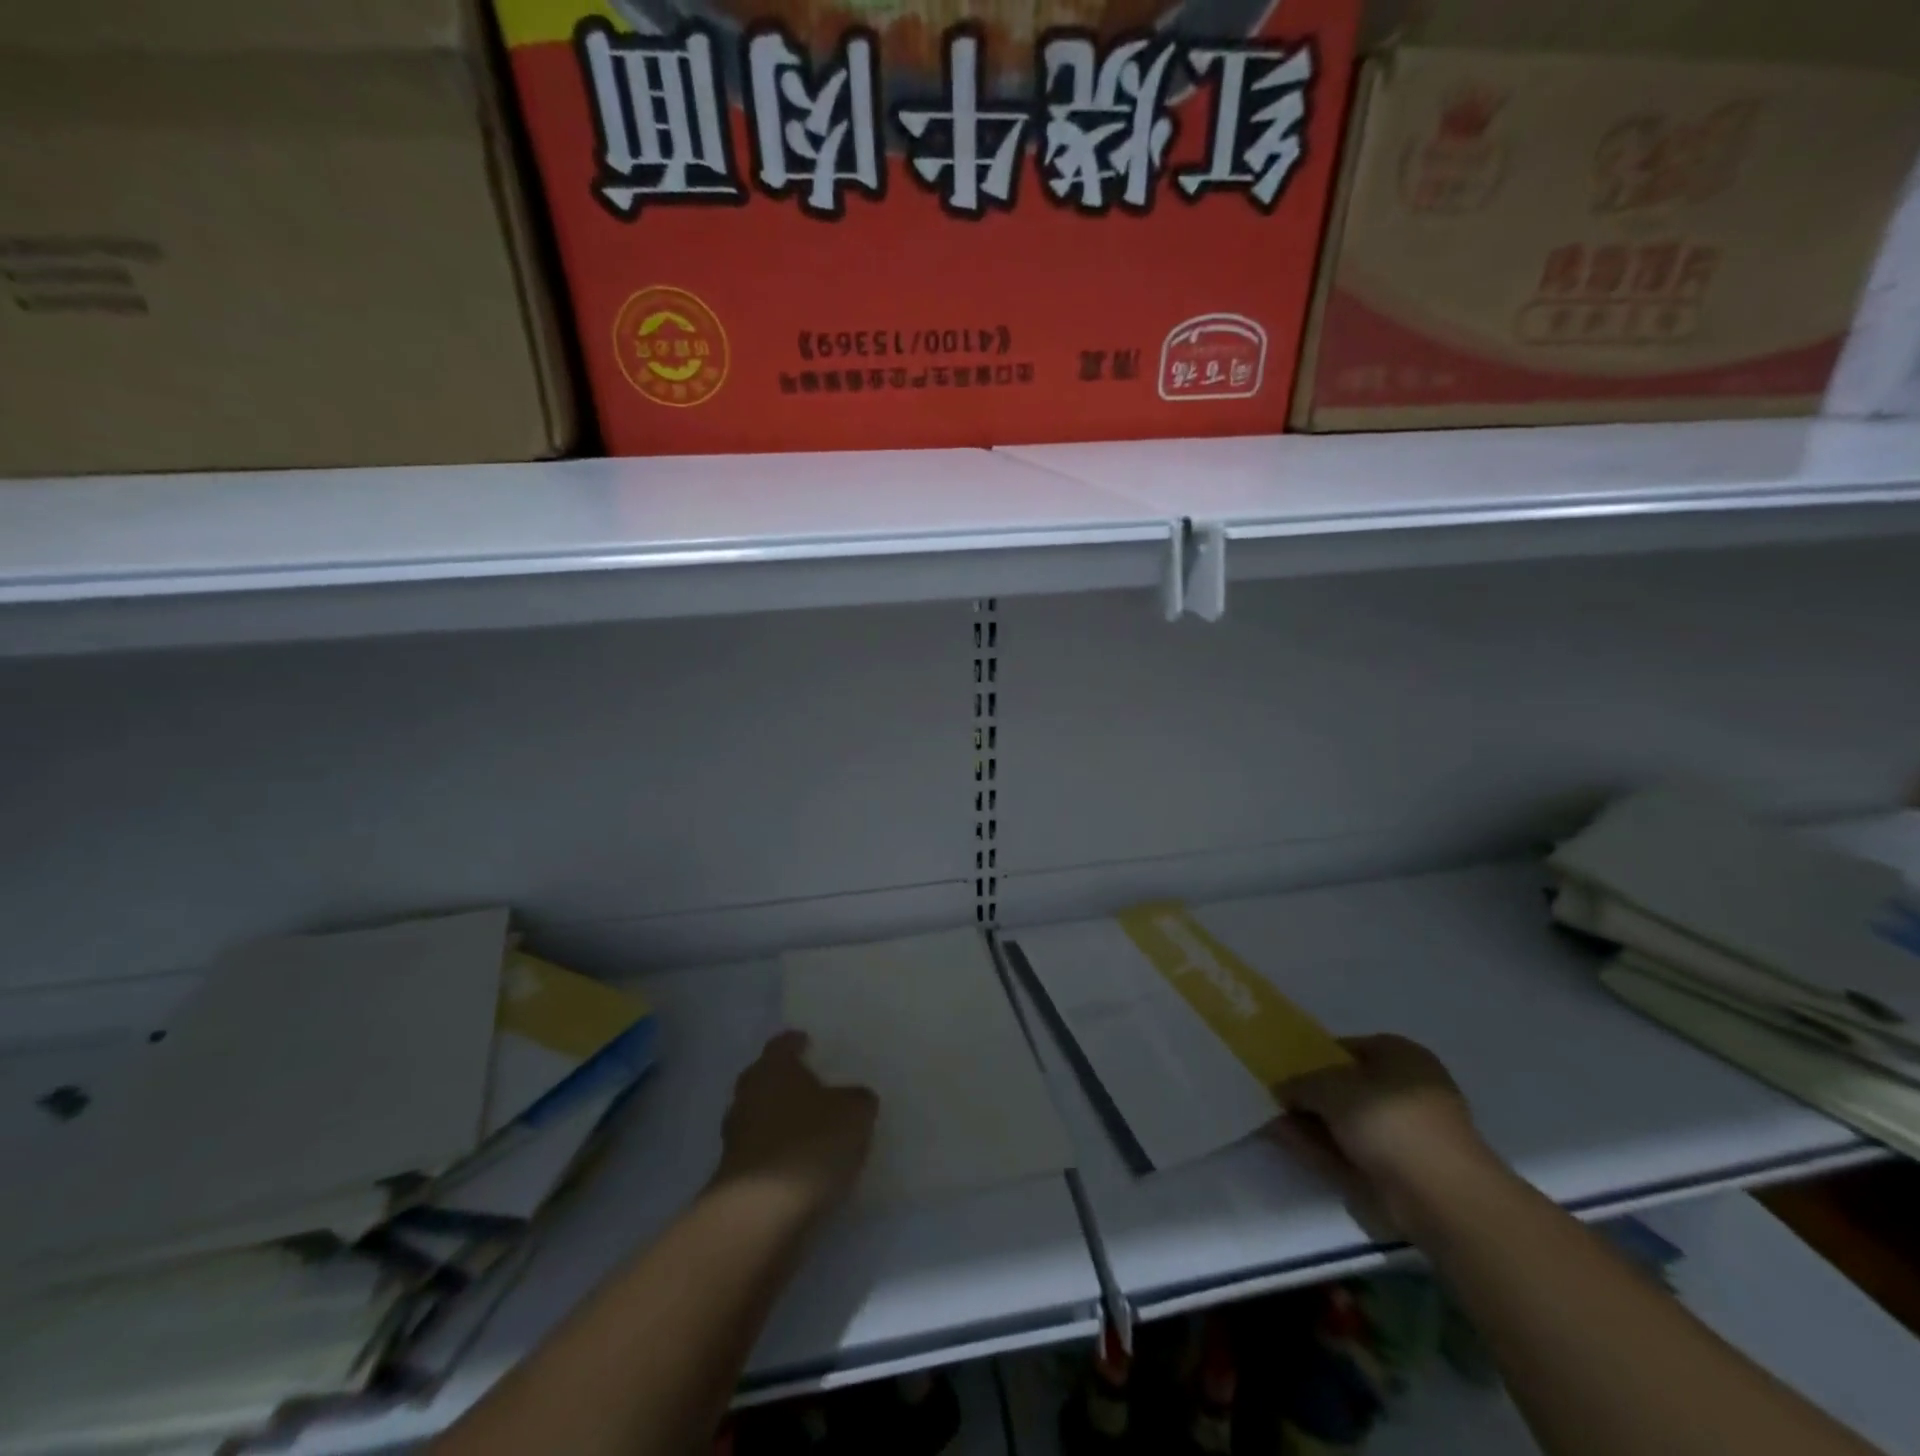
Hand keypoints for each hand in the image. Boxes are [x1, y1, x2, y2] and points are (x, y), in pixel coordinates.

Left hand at [713, 1031, 877, 1221]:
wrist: (761, 1217)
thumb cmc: (809, 1145)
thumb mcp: (855, 1113)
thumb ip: (857, 1099)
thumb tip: (855, 1098)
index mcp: (773, 1068)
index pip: (783, 1043)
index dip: (798, 1042)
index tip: (811, 1044)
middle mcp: (748, 1095)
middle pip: (766, 1079)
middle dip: (787, 1082)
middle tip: (815, 1087)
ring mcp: (735, 1138)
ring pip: (761, 1117)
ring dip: (781, 1121)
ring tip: (812, 1130)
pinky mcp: (734, 1178)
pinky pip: (761, 1154)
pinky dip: (778, 1156)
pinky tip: (801, 1166)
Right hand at [1268, 1034, 1500, 1237]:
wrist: (1441, 1197)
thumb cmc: (1389, 1120)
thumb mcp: (1331, 1086)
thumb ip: (1300, 1081)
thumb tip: (1280, 1086)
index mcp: (1400, 1055)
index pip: (1346, 1048)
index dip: (1312, 1056)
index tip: (1283, 1068)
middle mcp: (1405, 1089)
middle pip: (1345, 1085)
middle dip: (1309, 1092)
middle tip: (1273, 1096)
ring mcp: (1404, 1133)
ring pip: (1345, 1120)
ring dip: (1310, 1121)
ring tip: (1270, 1119)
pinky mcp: (1398, 1170)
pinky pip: (1350, 1150)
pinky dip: (1321, 1146)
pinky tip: (1286, 1141)